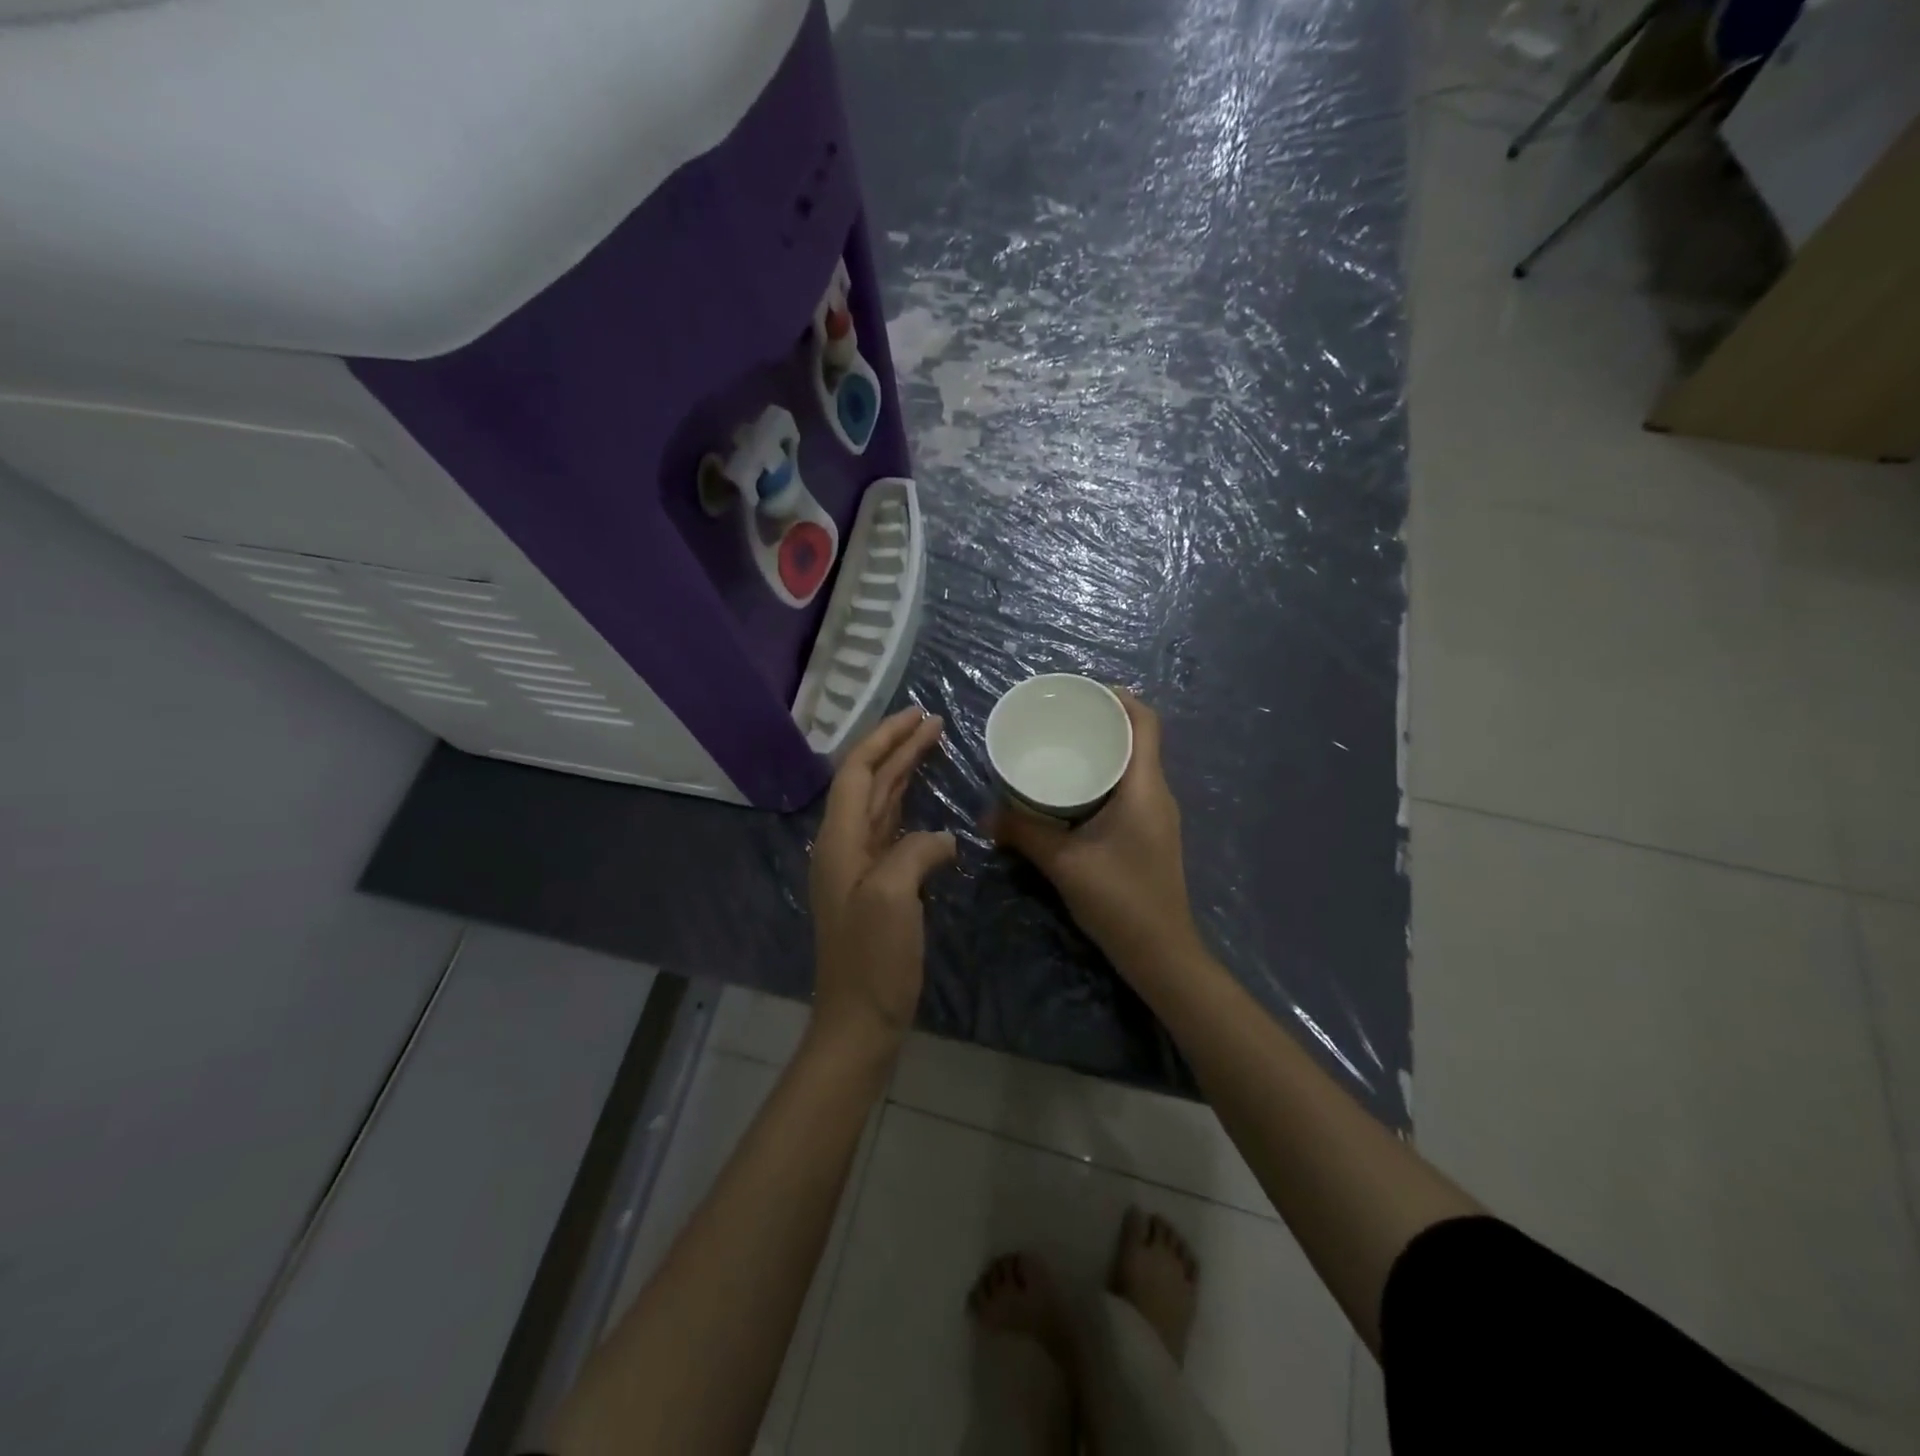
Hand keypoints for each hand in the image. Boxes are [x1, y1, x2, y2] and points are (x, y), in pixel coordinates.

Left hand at [809, 707, 955, 1051]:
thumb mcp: (892, 897)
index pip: (856, 772)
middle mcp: (844, 846)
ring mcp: (859, 867)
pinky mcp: (877, 885)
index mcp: (839, 841)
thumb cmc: (872, 959)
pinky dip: (909, 807)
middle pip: (868, 782)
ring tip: (931, 746)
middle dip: (898, 748)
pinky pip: (892, 830)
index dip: (884, 739)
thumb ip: (914, 852)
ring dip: (903, 772)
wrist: (859, 1019)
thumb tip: (941, 839)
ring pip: (880, 803)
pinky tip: (927, 803)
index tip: (917, 716)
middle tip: (933, 722)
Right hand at [988, 690, 1200, 979]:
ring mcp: (1156, 815)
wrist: (1161, 953)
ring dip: (1103, 749)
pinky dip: (1103, 776)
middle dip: (1103, 721)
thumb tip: (986, 814)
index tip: (1082, 690)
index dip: (1120, 698)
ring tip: (1061, 746)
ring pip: (1132, 765)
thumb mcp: (1064, 863)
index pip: (1145, 723)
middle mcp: (1157, 793)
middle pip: (1138, 739)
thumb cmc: (1120, 900)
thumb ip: (1024, 834)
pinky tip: (1071, 789)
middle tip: (1059, 717)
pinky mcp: (1149, 833)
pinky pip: (1128, 788)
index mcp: (1145, 788)